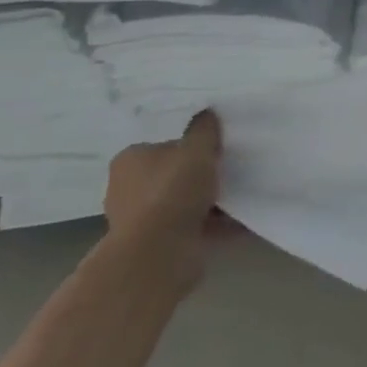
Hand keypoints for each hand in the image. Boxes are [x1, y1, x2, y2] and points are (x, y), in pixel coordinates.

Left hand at [103, 109, 222, 289]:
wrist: (159, 253)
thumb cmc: (172, 190)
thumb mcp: (197, 149)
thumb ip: (204, 130)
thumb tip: (206, 114)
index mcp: (129, 161)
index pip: (162, 146)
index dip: (189, 148)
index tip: (214, 152)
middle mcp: (126, 190)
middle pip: (171, 175)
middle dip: (197, 176)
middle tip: (228, 171)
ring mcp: (139, 221)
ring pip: (181, 203)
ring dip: (207, 202)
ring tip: (240, 196)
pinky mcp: (155, 246)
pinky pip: (191, 228)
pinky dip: (213, 224)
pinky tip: (240, 220)